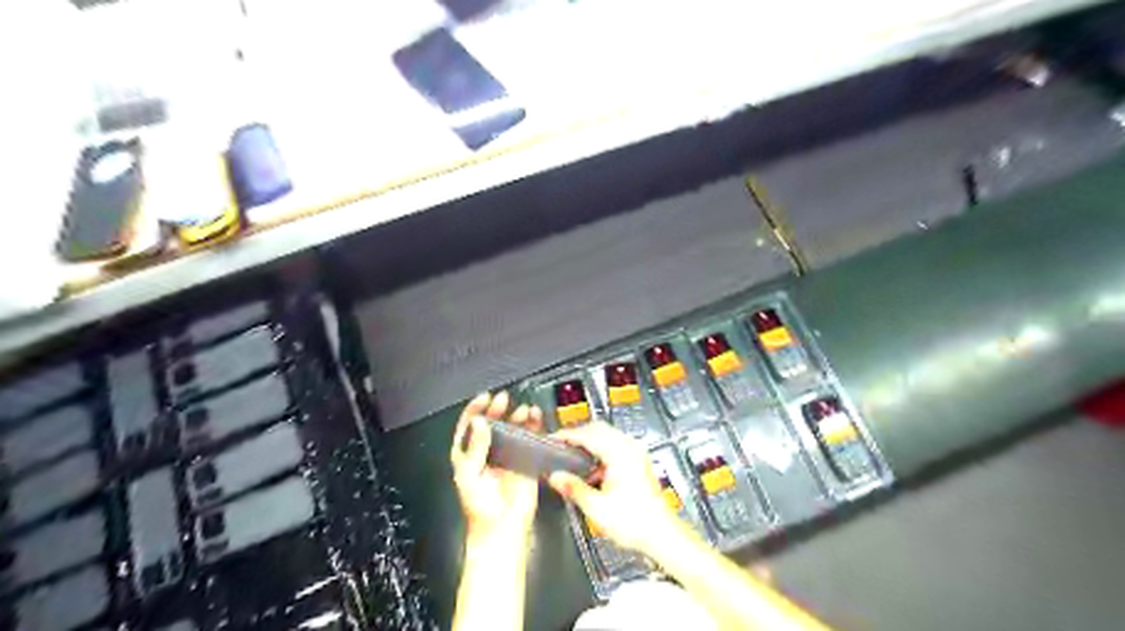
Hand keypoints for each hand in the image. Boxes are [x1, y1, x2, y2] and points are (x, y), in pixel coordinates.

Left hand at [453, 392, 543, 539]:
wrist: (502, 530)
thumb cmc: (480, 508)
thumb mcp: (470, 475)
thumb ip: (476, 447)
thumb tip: (480, 422)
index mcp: (468, 455)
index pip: (470, 426)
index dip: (475, 410)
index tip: (484, 398)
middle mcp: (488, 452)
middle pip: (492, 423)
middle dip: (497, 410)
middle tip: (503, 400)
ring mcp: (508, 455)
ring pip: (512, 429)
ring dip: (517, 416)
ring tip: (523, 409)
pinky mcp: (525, 460)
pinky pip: (530, 439)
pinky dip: (533, 427)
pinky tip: (535, 418)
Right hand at [549, 422, 680, 553]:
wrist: (661, 535)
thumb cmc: (635, 522)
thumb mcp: (597, 507)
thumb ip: (574, 488)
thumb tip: (555, 477)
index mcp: (620, 453)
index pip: (588, 434)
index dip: (568, 436)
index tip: (553, 439)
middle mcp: (630, 448)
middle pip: (599, 429)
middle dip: (578, 436)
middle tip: (560, 446)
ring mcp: (637, 454)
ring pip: (608, 436)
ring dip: (590, 443)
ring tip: (572, 458)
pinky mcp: (639, 462)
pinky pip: (616, 446)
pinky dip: (601, 451)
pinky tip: (592, 470)